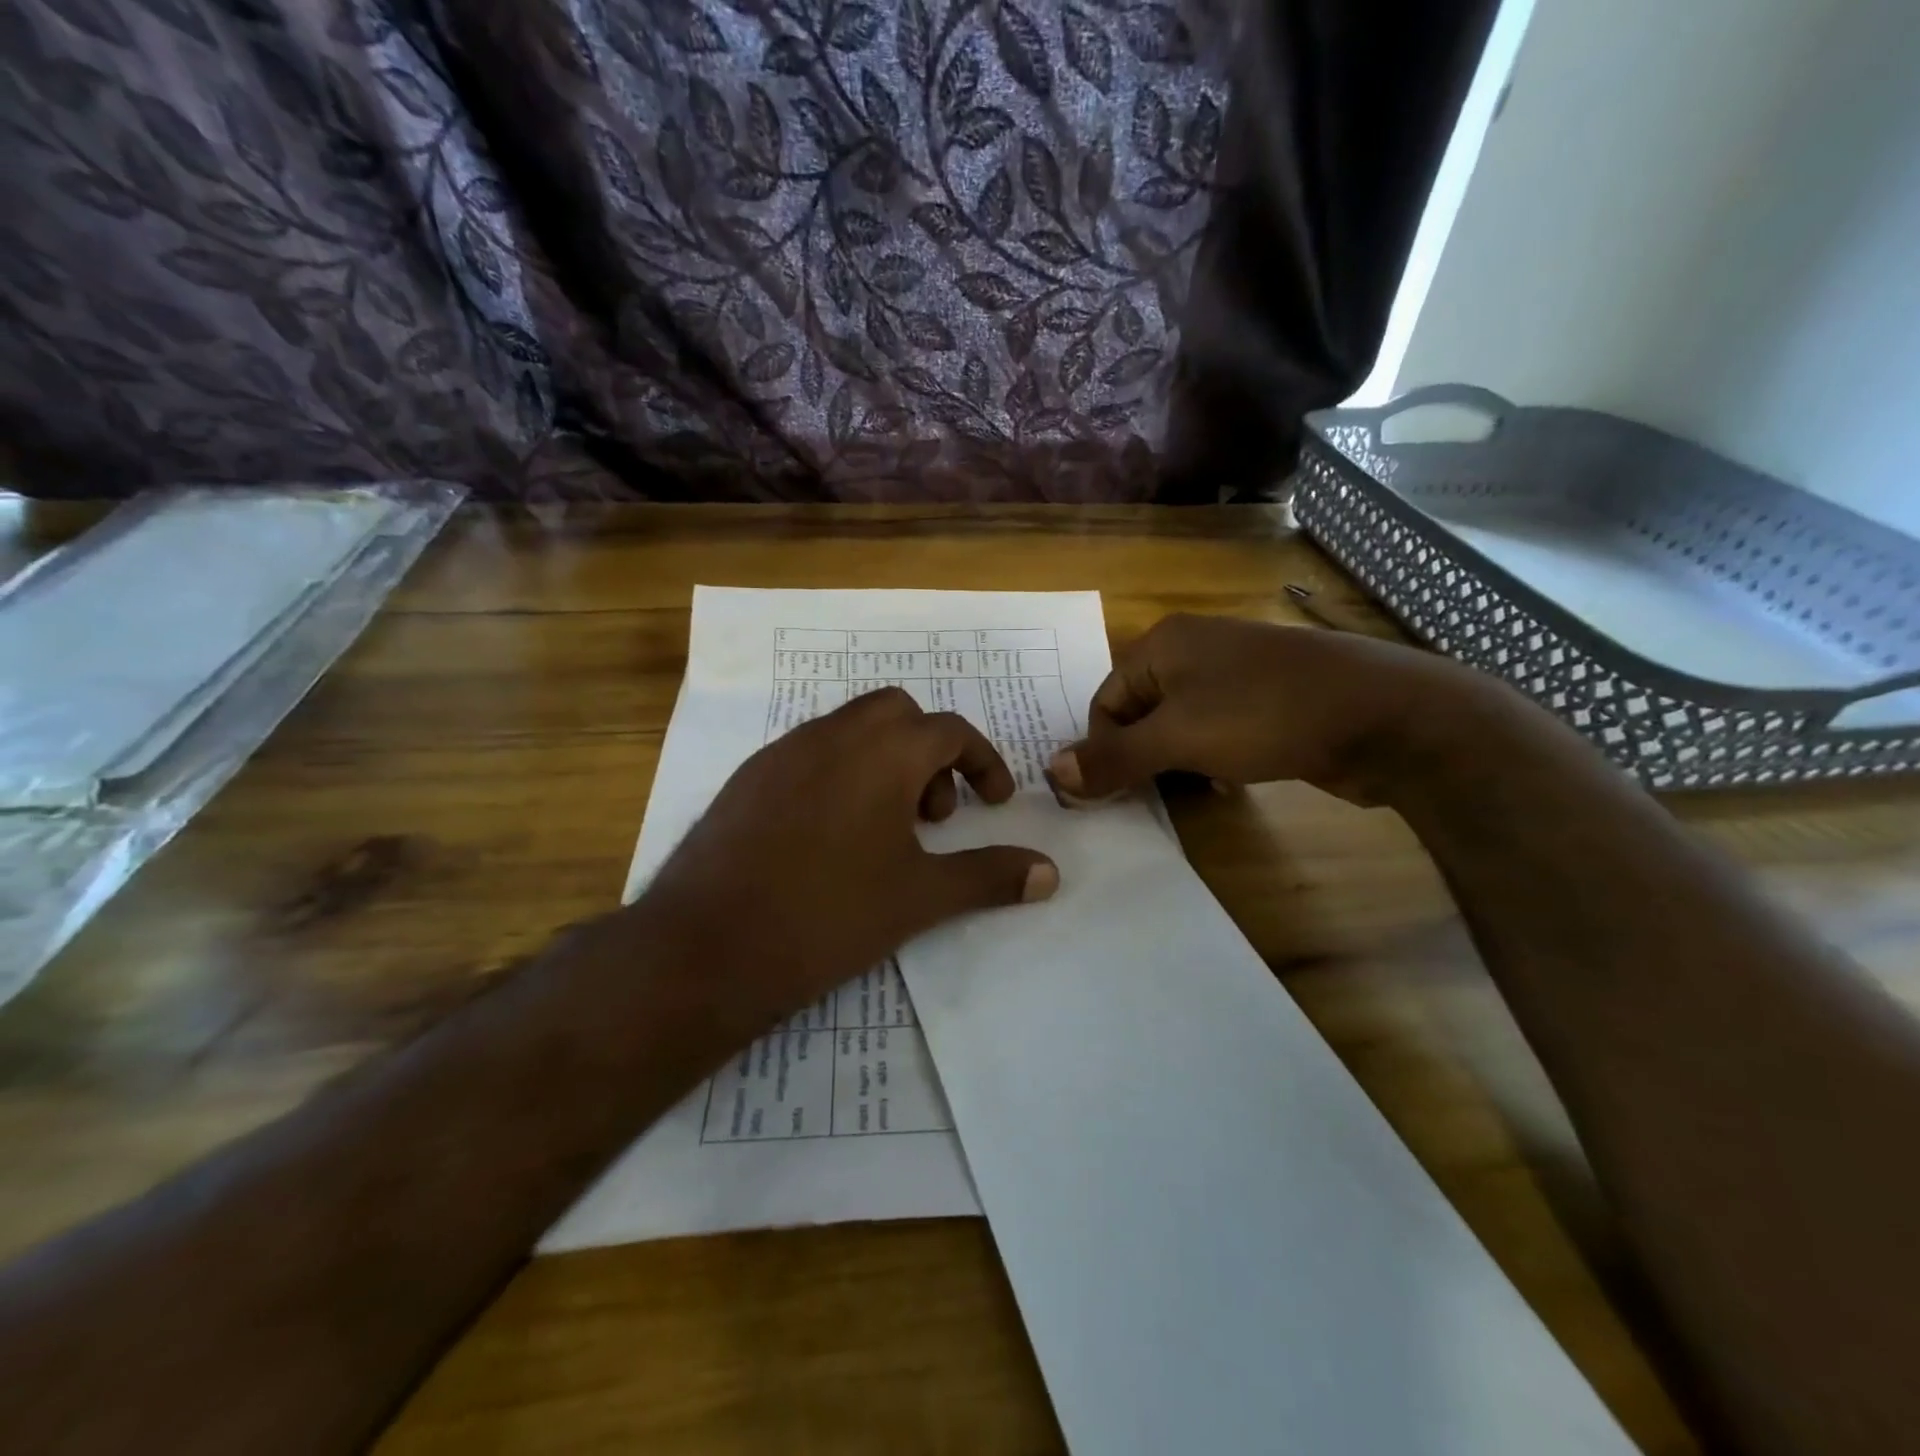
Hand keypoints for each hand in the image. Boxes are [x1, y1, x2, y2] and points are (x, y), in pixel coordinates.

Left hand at [636, 688, 1057, 1026]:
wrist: (708, 947)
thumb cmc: (828, 916)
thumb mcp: (920, 897)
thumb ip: (989, 877)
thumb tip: (1049, 874)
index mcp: (882, 752)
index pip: (950, 730)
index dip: (983, 761)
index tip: (995, 801)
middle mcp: (833, 735)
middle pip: (898, 713)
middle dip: (929, 752)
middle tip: (935, 814)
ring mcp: (782, 752)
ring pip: (850, 729)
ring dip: (883, 761)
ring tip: (885, 830)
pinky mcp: (747, 778)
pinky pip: (809, 753)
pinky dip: (839, 773)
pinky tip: (831, 837)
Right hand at [1048, 613, 1494, 804]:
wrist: (1384, 715)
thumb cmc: (1264, 715)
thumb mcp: (1178, 739)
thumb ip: (1113, 757)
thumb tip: (1052, 772)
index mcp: (1163, 644)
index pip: (1104, 700)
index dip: (1103, 748)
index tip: (1114, 792)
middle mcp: (1194, 650)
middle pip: (1140, 712)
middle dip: (1140, 757)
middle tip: (1149, 796)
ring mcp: (1235, 673)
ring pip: (1179, 725)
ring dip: (1176, 762)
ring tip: (1192, 789)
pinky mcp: (1268, 700)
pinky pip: (1217, 730)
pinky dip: (1211, 758)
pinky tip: (1227, 783)